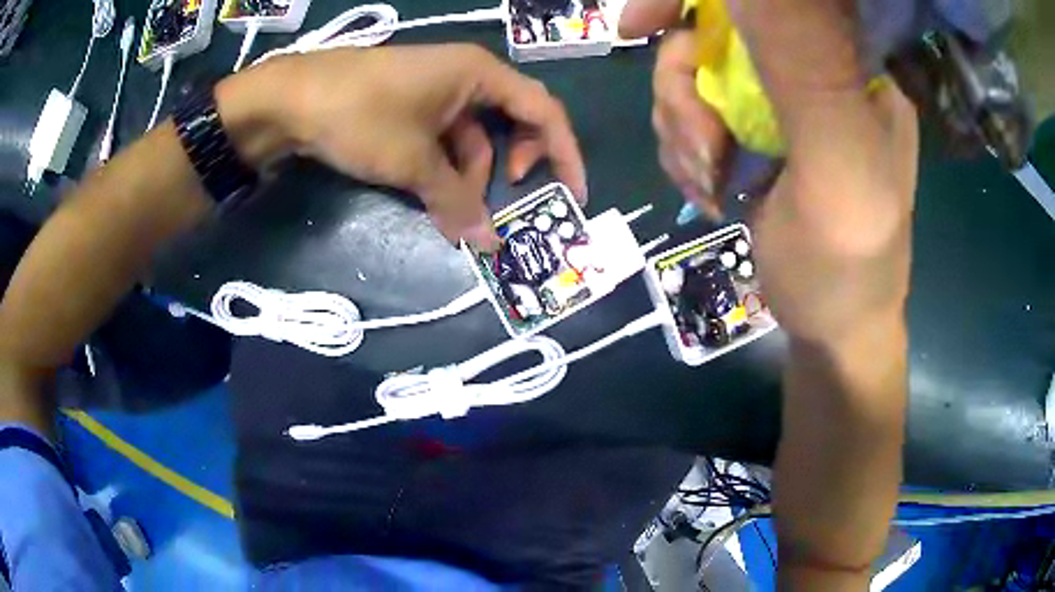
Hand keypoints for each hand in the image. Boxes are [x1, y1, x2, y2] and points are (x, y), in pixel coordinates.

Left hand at [217, 44, 586, 250]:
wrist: (289, 100)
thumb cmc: (359, 114)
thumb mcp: (411, 160)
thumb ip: (455, 200)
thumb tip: (489, 244)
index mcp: (480, 74)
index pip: (543, 111)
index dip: (564, 153)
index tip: (571, 194)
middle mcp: (466, 77)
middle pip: (512, 122)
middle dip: (514, 163)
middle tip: (504, 198)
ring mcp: (436, 91)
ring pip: (473, 138)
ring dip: (469, 176)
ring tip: (453, 213)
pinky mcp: (411, 107)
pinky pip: (444, 140)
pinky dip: (443, 170)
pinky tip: (431, 197)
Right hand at [622, 0, 917, 343]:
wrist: (831, 328)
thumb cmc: (847, 268)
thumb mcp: (840, 172)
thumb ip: (807, 73)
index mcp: (854, 66)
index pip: (771, 1)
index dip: (694, 0)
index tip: (639, 27)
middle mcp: (817, 68)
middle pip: (712, 32)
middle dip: (685, 90)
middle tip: (706, 151)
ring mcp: (780, 97)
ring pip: (691, 74)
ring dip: (682, 129)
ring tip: (713, 184)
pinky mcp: (754, 126)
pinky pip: (688, 112)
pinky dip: (685, 151)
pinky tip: (712, 190)